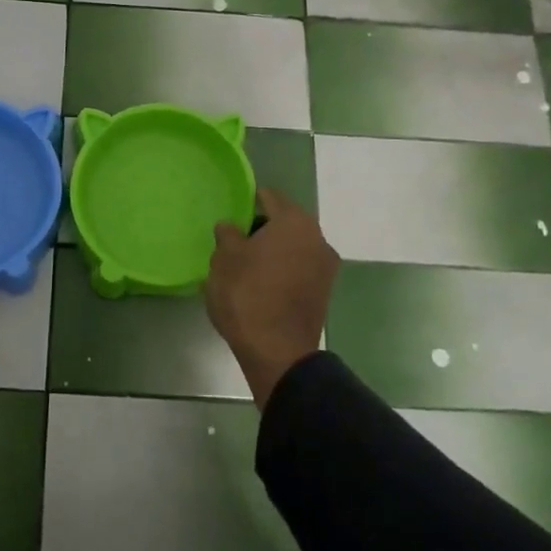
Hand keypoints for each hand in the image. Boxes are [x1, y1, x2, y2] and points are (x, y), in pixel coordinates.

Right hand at [204, 187, 338, 408]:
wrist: (278, 353)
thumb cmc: (247, 295)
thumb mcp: (224, 259)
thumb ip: (227, 235)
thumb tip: (231, 226)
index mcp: (294, 221)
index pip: (270, 197)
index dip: (249, 200)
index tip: (232, 212)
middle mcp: (317, 237)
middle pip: (285, 221)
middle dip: (262, 227)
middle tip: (236, 240)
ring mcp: (325, 266)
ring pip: (294, 246)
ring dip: (274, 249)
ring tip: (247, 264)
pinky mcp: (324, 291)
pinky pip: (300, 267)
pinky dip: (284, 269)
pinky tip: (263, 283)